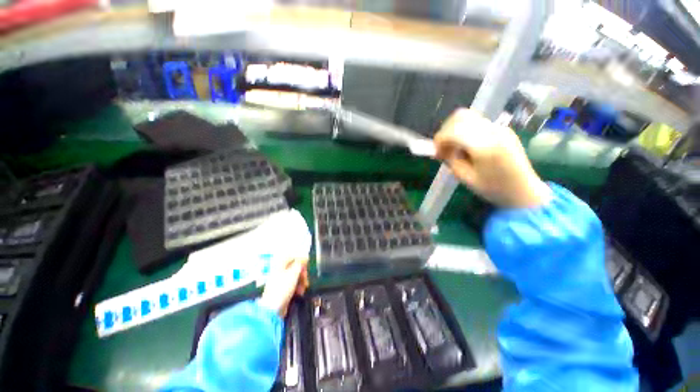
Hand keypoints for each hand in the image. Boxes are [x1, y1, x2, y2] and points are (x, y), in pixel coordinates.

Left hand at [259, 258, 308, 316]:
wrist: (272, 309)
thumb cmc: (282, 289)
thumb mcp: (293, 273)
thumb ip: (300, 264)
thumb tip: (305, 257)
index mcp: (280, 265)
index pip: (292, 257)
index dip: (300, 260)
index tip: (306, 265)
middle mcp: (279, 272)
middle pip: (294, 267)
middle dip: (302, 273)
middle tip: (306, 278)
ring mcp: (280, 282)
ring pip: (295, 277)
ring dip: (301, 281)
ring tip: (303, 288)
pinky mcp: (282, 291)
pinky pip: (292, 285)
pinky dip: (297, 287)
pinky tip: (299, 293)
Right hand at [434, 109, 550, 208]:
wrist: (524, 191)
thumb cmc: (494, 189)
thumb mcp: (466, 178)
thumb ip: (451, 160)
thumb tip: (440, 150)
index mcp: (485, 147)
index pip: (454, 131)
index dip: (439, 139)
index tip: (436, 152)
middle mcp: (494, 131)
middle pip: (461, 116)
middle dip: (446, 131)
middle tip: (443, 148)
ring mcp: (500, 128)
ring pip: (469, 117)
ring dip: (455, 130)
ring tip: (453, 147)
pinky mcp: (503, 129)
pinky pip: (478, 123)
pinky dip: (465, 131)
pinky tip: (466, 147)